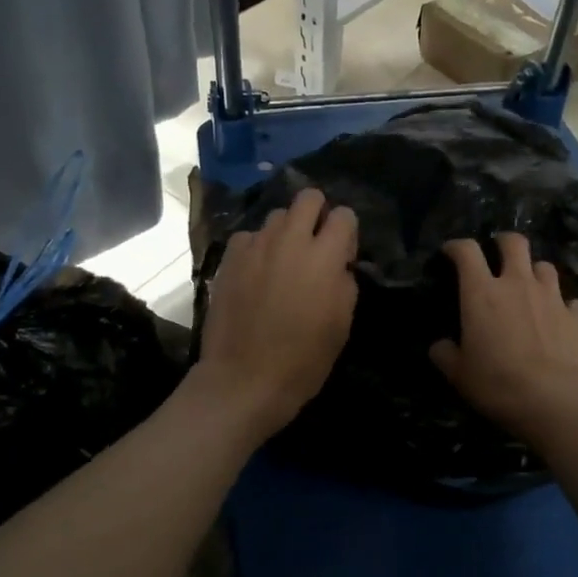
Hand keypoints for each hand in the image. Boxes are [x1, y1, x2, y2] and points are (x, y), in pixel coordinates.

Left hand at [195, 187, 358, 442]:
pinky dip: (257, 247)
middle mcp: (289, 240)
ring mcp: (255, 246)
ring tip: (283, 260)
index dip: (347, 233)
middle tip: (315, 244)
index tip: (342, 256)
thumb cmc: (303, 360)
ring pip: (276, 215)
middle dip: (317, 213)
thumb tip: (338, 265)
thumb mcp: (341, 324)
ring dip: (286, 231)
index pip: (344, 215)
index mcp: (324, 256)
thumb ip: (344, 282)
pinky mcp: (230, 258)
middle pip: (308, 197)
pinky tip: (257, 272)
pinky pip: (249, 237)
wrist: (244, 379)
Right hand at [429, 234, 577, 445]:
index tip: (450, 252)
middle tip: (497, 253)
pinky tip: (559, 319)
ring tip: (529, 286)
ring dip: (534, 271)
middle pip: (514, 243)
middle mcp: (518, 284)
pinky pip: (570, 301)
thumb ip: (446, 355)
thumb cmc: (501, 384)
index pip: (467, 252)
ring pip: (545, 266)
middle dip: (503, 242)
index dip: (457, 246)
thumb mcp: (460, 376)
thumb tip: (440, 346)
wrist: (563, 400)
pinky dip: (563, 306)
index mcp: (482, 293)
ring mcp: (552, 297)